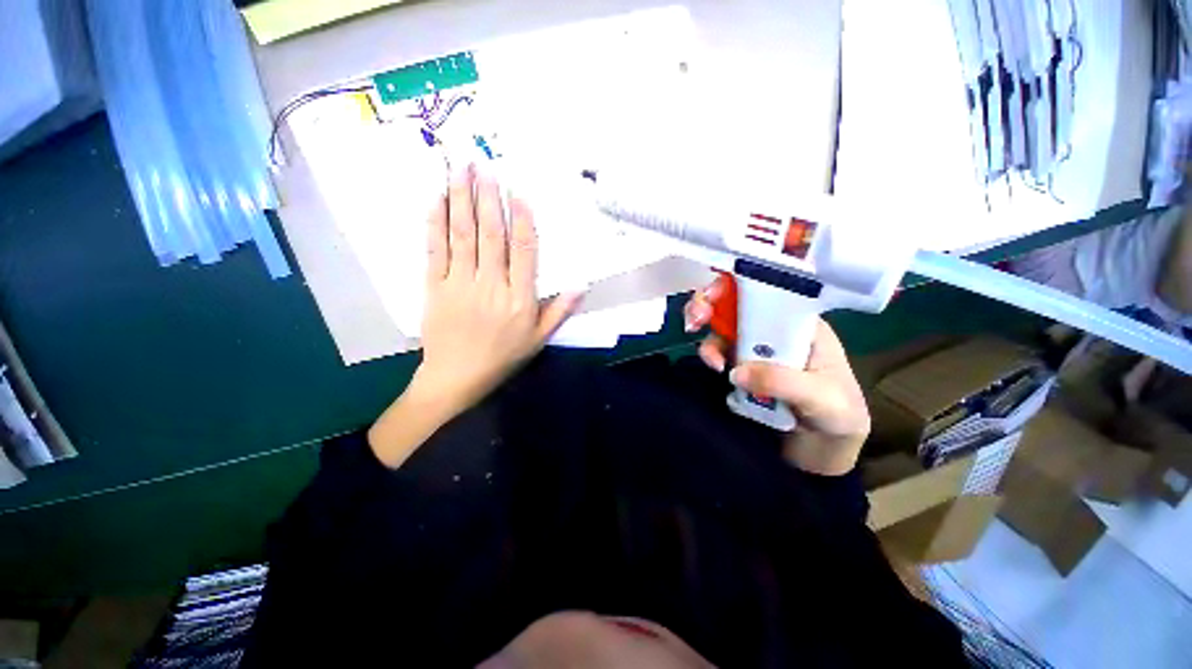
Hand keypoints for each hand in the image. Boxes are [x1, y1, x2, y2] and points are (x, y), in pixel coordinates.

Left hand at [412, 164, 580, 415]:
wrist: (457, 376)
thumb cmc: (503, 356)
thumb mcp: (539, 339)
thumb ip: (559, 310)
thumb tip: (582, 285)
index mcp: (519, 299)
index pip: (523, 252)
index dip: (521, 220)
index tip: (518, 192)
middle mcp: (491, 285)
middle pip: (490, 236)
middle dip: (486, 197)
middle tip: (483, 164)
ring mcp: (459, 284)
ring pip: (461, 236)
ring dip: (460, 200)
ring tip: (460, 169)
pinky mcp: (434, 287)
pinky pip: (434, 250)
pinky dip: (435, 223)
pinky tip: (437, 200)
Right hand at [685, 279, 869, 474]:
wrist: (823, 452)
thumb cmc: (839, 417)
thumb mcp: (822, 398)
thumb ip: (782, 382)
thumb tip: (734, 371)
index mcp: (801, 325)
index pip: (767, 292)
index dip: (738, 285)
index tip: (715, 295)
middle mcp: (774, 331)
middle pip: (736, 305)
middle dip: (711, 304)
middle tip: (696, 317)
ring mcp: (754, 349)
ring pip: (722, 327)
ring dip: (707, 332)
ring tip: (709, 358)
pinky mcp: (739, 368)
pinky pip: (718, 353)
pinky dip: (709, 355)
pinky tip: (712, 368)